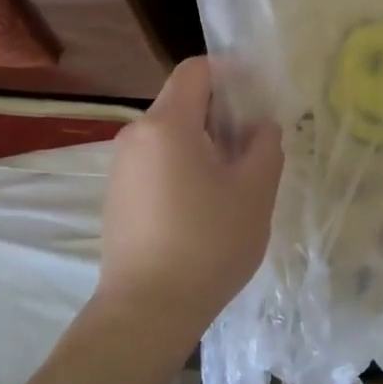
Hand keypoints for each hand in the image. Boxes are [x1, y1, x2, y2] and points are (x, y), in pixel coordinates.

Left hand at [97, 57, 282, 352]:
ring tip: (233, 178)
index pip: (196, 70)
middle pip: (183, 101)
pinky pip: (155, 160)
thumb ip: (265, 145)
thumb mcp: (255, 192)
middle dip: (221, 113)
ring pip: (170, 133)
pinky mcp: (117, 195)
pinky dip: (182, 164)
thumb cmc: (207, 244)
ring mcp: (121, 166)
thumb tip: (260, 126)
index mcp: (168, 124)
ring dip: (203, 141)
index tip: (257, 97)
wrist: (146, 313)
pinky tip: (203, 204)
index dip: (230, 73)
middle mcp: (136, 135)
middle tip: (253, 144)